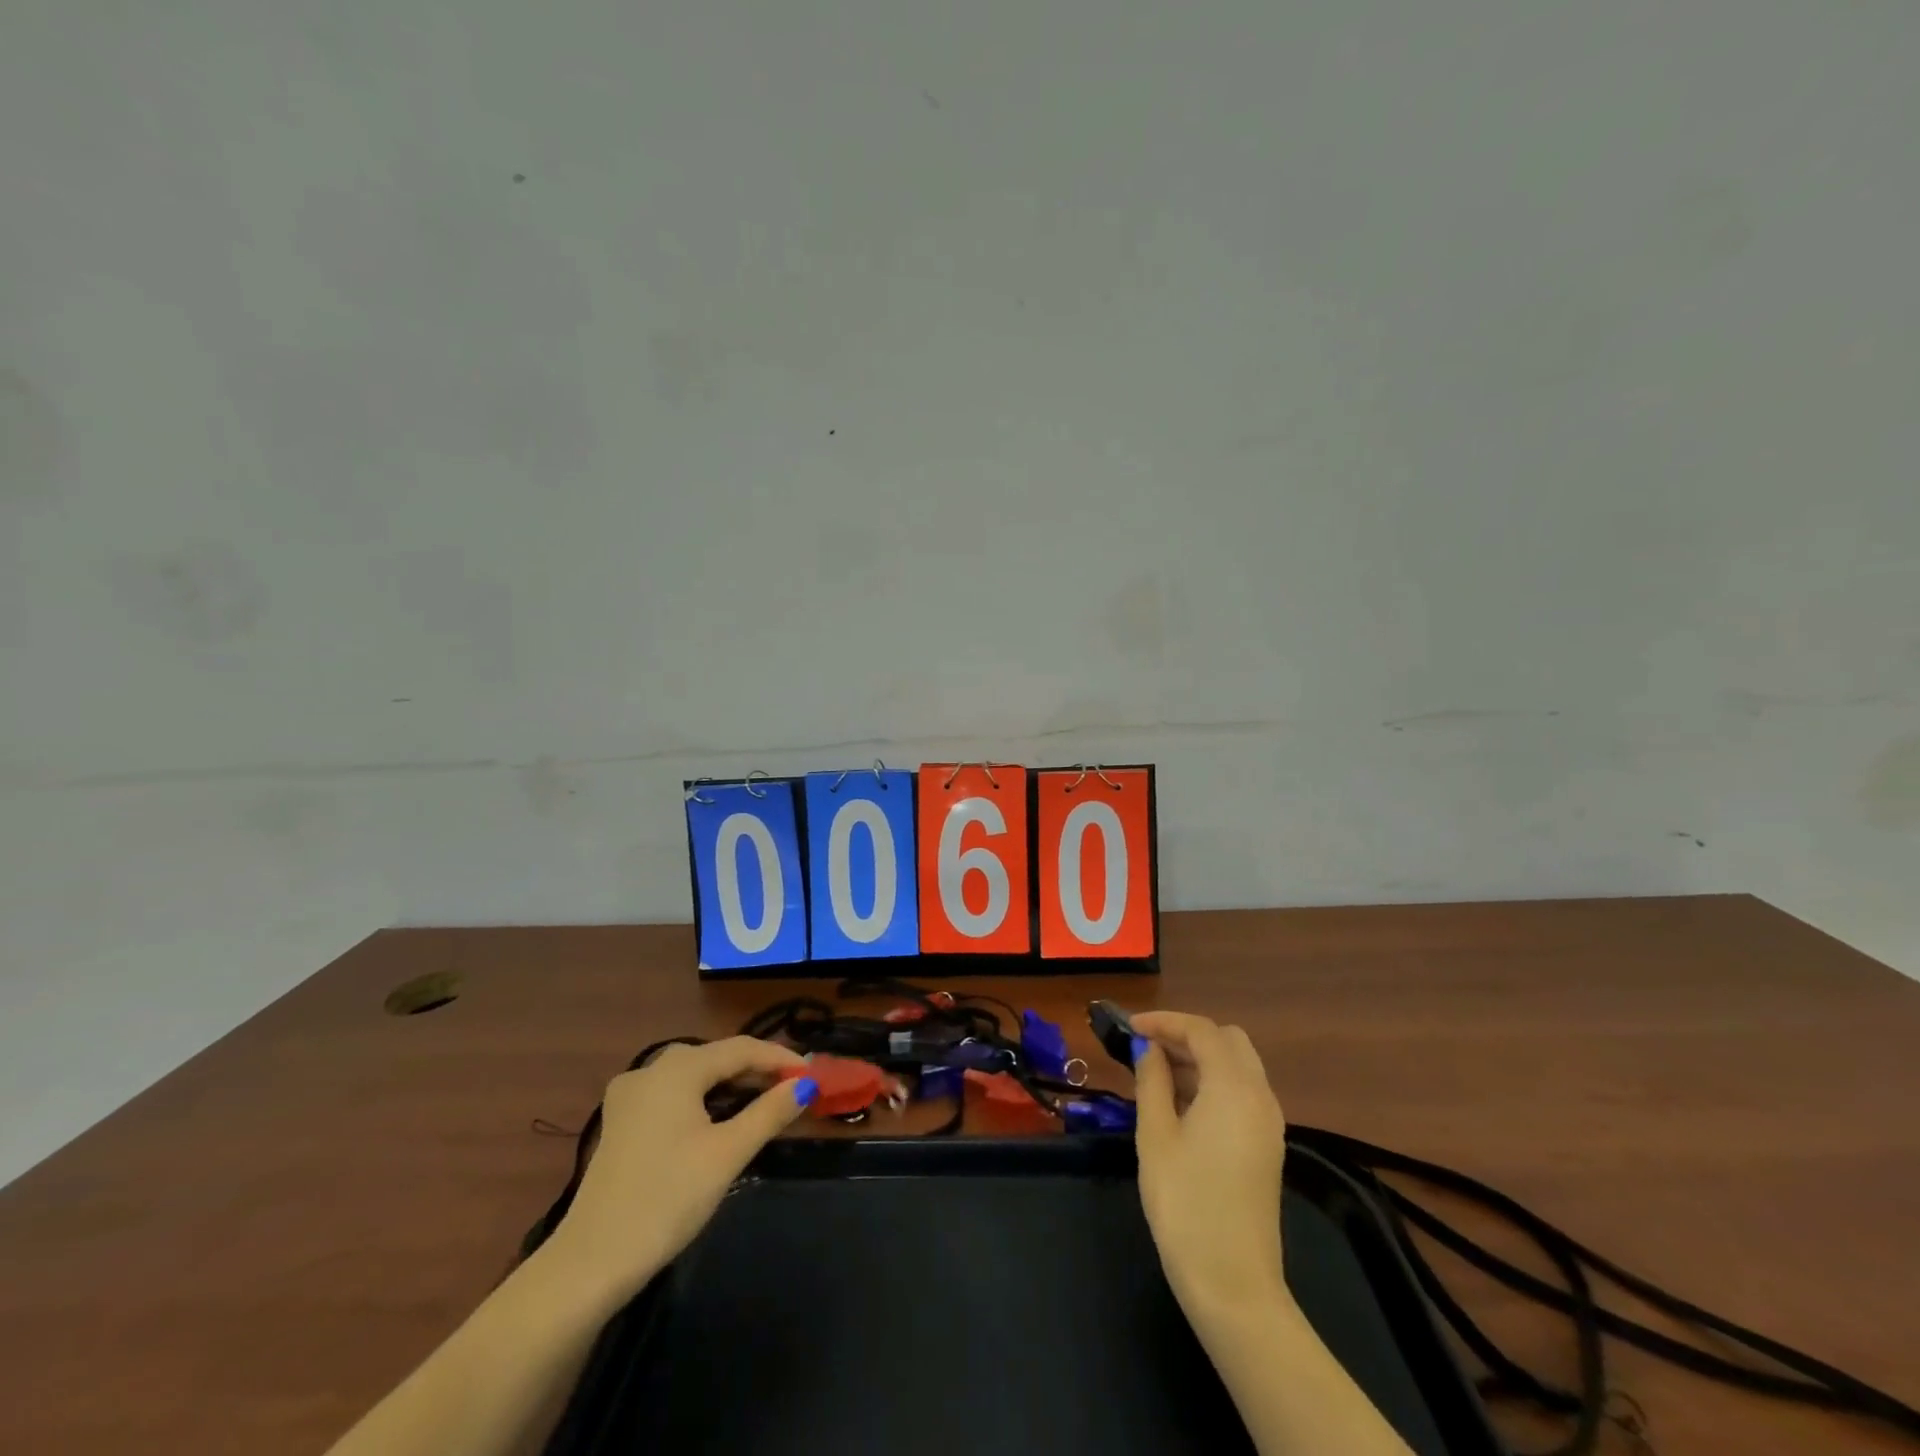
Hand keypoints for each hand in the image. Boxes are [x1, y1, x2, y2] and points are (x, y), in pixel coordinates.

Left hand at [540, 1037, 814, 1298]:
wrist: (591, 1263)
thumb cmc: (667, 1198)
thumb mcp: (727, 1154)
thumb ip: (769, 1113)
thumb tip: (805, 1085)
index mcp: (677, 1069)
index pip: (741, 1048)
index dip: (779, 1058)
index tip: (812, 1075)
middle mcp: (650, 1069)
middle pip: (716, 1058)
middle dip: (757, 1070)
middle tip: (793, 1089)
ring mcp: (630, 1096)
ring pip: (694, 1076)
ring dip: (731, 1085)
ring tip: (765, 1102)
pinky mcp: (621, 1123)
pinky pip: (673, 1095)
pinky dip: (704, 1099)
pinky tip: (720, 1118)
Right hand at [1132, 1011, 1289, 1318]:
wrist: (1233, 1285)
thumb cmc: (1185, 1203)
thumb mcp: (1156, 1136)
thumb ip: (1153, 1082)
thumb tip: (1150, 1050)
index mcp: (1234, 1087)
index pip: (1202, 1031)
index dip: (1165, 1021)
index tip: (1130, 1027)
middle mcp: (1260, 1096)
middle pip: (1228, 1041)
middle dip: (1187, 1035)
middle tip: (1148, 1047)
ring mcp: (1269, 1123)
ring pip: (1238, 1066)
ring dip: (1200, 1058)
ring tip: (1157, 1073)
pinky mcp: (1267, 1147)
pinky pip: (1243, 1092)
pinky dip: (1213, 1082)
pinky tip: (1181, 1103)